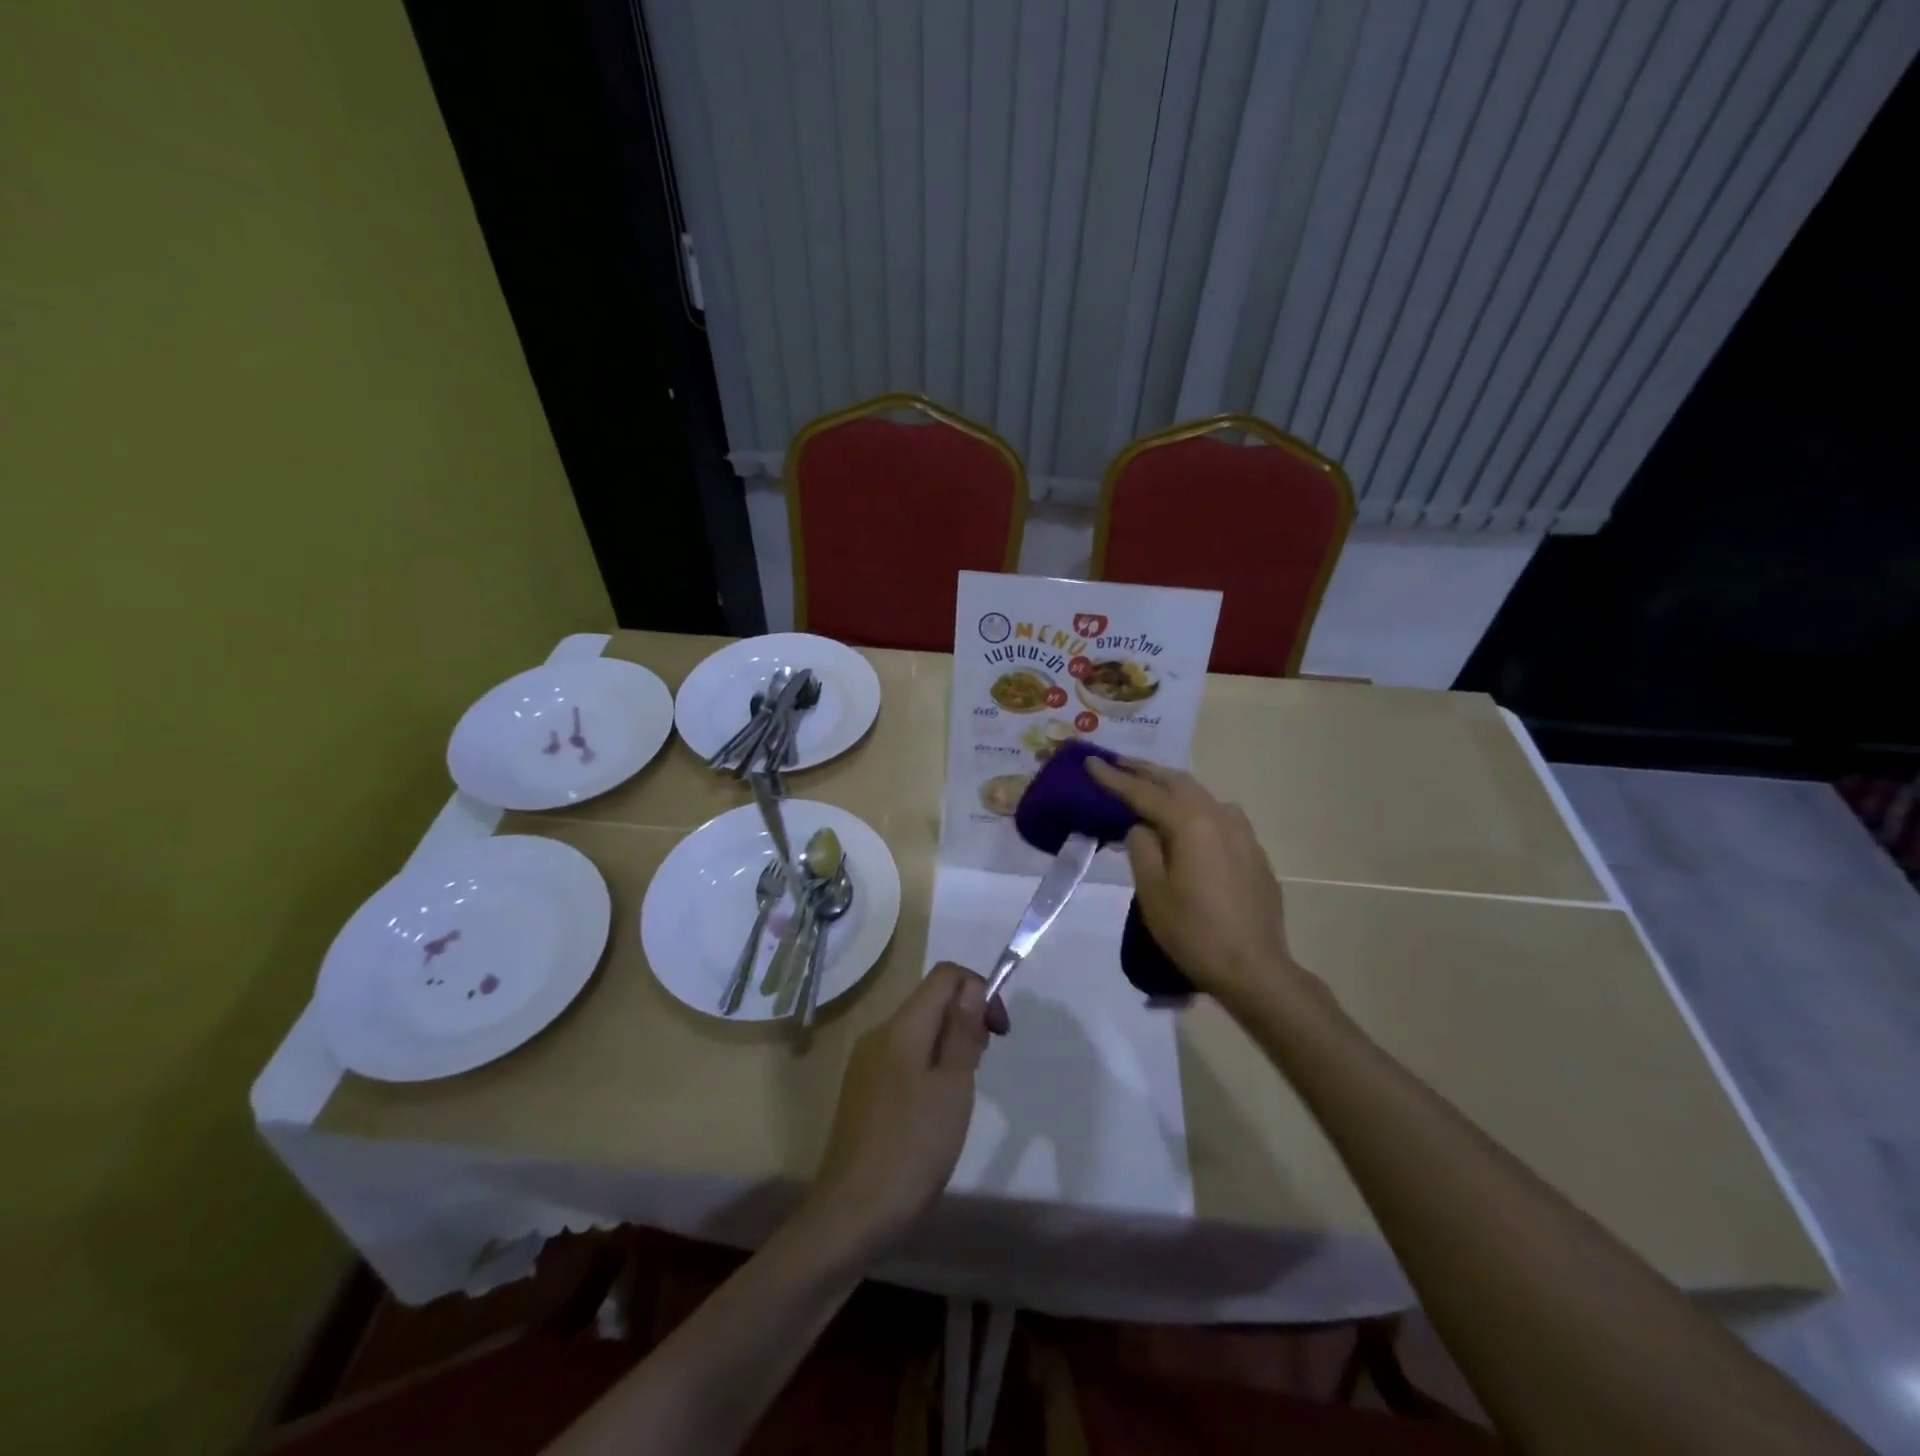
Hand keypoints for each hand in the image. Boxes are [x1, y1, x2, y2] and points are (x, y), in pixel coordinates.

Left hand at [804, 963, 1003, 1256]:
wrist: (850, 1215)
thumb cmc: (912, 1149)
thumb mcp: (952, 1088)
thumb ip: (962, 1032)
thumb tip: (971, 987)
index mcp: (901, 1027)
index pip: (944, 976)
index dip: (978, 989)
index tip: (998, 1032)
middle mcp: (878, 1034)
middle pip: (930, 1002)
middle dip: (966, 1019)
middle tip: (983, 1064)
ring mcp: (866, 1064)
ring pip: (918, 1032)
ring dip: (949, 1046)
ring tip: (962, 1093)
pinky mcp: (862, 1092)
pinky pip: (903, 1059)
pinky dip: (928, 1068)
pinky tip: (934, 1111)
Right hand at [1088, 757, 1303, 1005]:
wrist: (1254, 968)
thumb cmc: (1194, 932)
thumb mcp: (1152, 892)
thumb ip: (1142, 848)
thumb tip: (1142, 827)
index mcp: (1191, 823)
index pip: (1144, 792)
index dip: (1114, 778)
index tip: (1090, 761)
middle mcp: (1220, 817)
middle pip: (1177, 783)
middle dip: (1145, 771)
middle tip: (1118, 763)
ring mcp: (1242, 833)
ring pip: (1201, 795)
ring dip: (1172, 786)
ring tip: (1150, 786)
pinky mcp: (1254, 852)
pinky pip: (1219, 815)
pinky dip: (1195, 808)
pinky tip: (1189, 820)